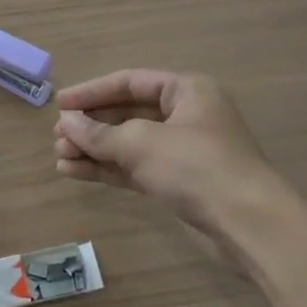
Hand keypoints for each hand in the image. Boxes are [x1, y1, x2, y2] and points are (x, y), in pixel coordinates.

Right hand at [54, 69, 299, 255]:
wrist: (248, 224)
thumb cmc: (196, 166)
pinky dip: (107, 169)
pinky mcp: (178, 182)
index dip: (92, 92)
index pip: (130, 82)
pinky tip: (75, 172)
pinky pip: (135, 168)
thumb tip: (66, 124)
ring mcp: (182, 151)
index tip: (60, 104)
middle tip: (58, 136)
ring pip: (129, 143)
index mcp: (186, 90)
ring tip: (60, 157)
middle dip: (91, 125)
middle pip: (128, 112)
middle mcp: (186, 115)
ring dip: (95, 149)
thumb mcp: (141, 143)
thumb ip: (98, 133)